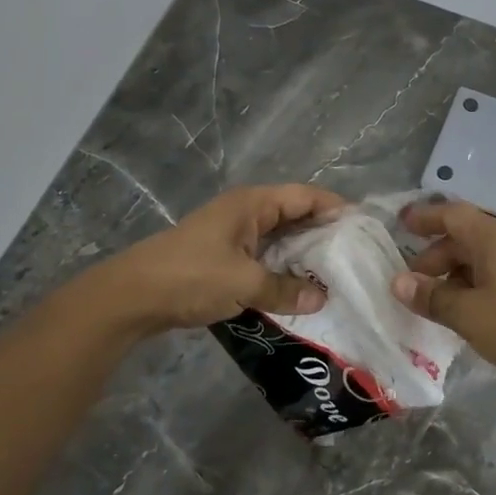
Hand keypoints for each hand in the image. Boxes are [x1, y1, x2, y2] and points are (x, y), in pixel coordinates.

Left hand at [95, 183, 344, 334]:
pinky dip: (282, 271)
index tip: (364, 229)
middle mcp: (245, 213)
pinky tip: (298, 291)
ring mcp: (233, 235)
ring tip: (335, 277)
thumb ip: (286, 289)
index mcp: (252, 204)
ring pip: (280, 240)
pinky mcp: (223, 258)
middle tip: (356, 258)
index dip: (336, 207)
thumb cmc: (191, 277)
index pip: (306, 195)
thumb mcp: (244, 283)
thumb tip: (322, 298)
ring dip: (303, 257)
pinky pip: (264, 258)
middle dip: (324, 235)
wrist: (131, 297)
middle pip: (295, 215)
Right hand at [389, 200, 495, 403]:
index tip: (400, 224)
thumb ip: (432, 297)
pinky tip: (470, 308)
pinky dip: (477, 281)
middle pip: (466, 236)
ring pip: (483, 255)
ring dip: (456, 271)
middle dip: (436, 254)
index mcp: (492, 237)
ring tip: (438, 299)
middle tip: (414, 281)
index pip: (451, 215)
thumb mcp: (468, 314)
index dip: (425, 217)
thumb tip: (398, 282)